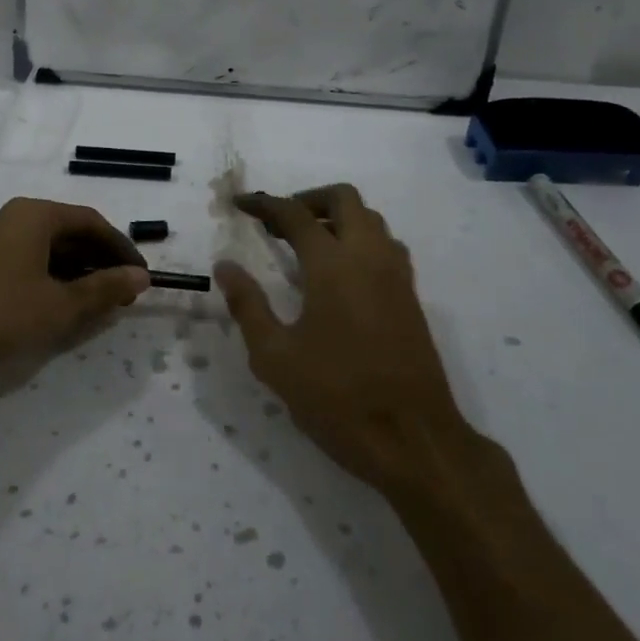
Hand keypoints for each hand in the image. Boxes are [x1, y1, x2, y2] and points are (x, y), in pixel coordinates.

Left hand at [0, 197, 149, 378]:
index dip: (120, 248)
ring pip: (47, 246)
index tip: (140, 276)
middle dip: (99, 260)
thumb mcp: (59, 305)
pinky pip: (27, 257)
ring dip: (76, 269)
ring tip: (95, 300)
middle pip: (69, 230)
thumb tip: (141, 277)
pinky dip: (50, 275)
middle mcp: (13, 216)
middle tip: (121, 292)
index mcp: (35, 215)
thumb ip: (104, 289)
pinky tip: (58, 302)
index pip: (91, 222)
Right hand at [215, 185, 472, 497]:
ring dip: (337, 217)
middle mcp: (369, 258)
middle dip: (307, 199)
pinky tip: (339, 273)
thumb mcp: (275, 357)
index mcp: (333, 266)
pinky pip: (386, 246)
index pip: (295, 214)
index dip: (264, 204)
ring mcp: (396, 277)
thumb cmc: (337, 398)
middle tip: (278, 222)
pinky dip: (359, 239)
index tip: (239, 204)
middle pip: (344, 199)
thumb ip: (248, 305)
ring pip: (371, 219)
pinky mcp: (411, 298)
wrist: (414, 441)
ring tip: (306, 243)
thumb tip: (225, 266)